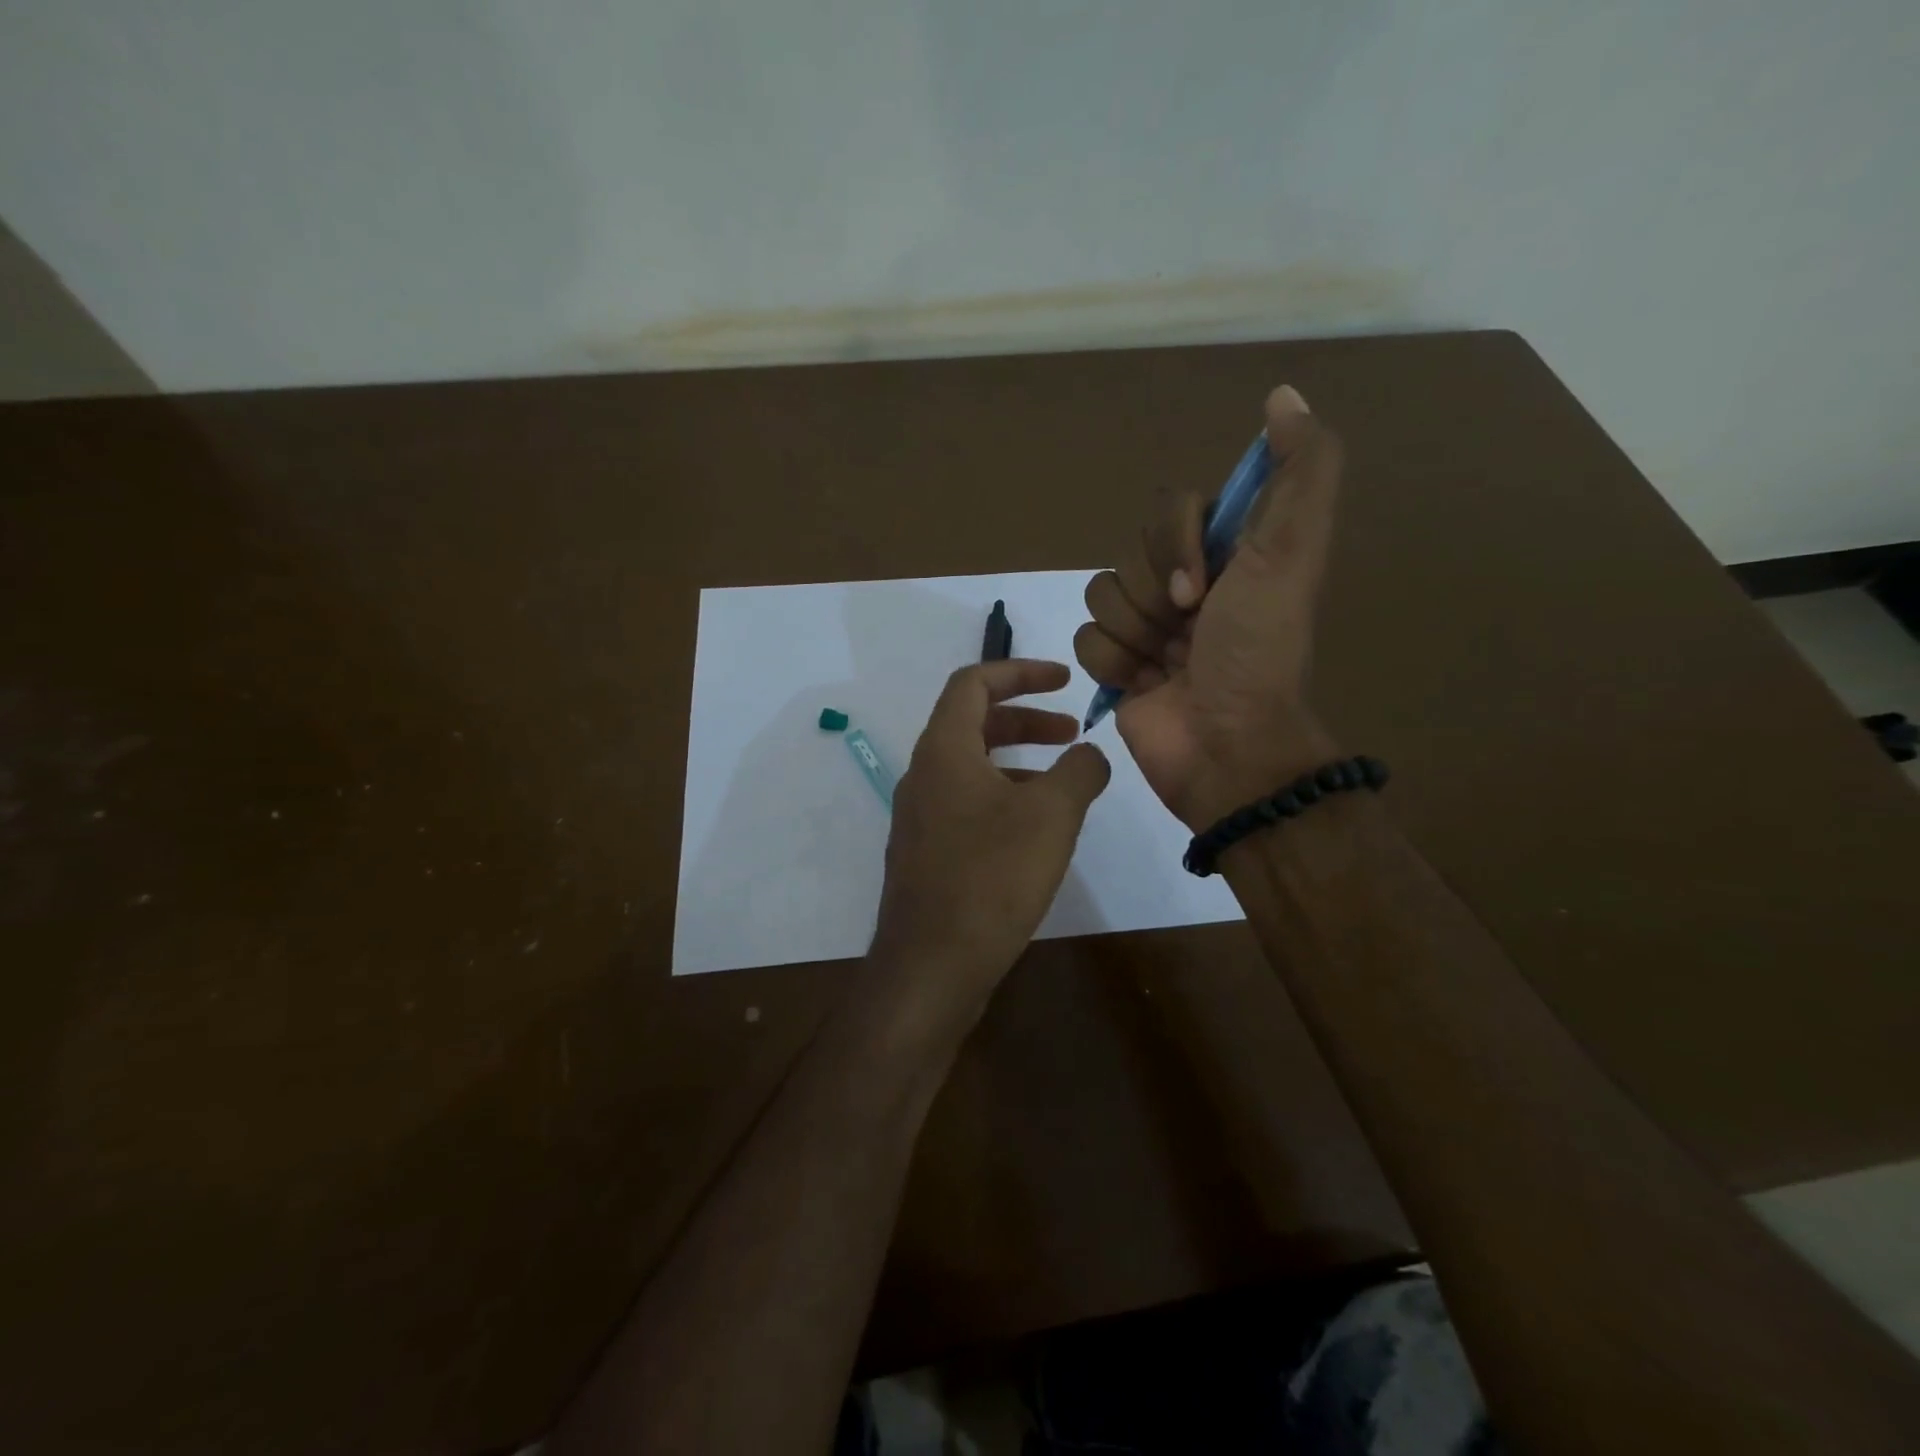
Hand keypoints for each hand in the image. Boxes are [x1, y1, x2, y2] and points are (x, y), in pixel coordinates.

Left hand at [869, 659, 1110, 1024]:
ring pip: (971, 767)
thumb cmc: (991, 878)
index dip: (1020, 671)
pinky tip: (1036, 830)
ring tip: (1064, 781)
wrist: (930, 966)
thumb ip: (1079, 771)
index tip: (1065, 680)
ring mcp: (920, 817)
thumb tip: (1091, 754)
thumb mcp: (1051, 815)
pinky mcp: (926, 853)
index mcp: (944, 750)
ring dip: (1018, 761)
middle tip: (1072, 732)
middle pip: (973, 723)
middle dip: (1026, 719)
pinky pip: (966, 804)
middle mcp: (923, 775)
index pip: (973, 683)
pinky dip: (1003, 797)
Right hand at [1074, 385, 1343, 828]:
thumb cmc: (1257, 653)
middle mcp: (1188, 585)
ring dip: (1133, 634)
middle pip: (1130, 553)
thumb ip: (1300, 473)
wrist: (1226, 747)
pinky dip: (1113, 665)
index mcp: (1228, 556)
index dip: (1174, 546)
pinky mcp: (1118, 667)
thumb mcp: (1290, 555)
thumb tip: (1284, 394)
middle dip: (1154, 595)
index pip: (1169, 511)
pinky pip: (1085, 640)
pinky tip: (1142, 686)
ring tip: (1165, 666)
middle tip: (1187, 632)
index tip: (1203, 590)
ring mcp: (1149, 628)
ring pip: (1101, 595)